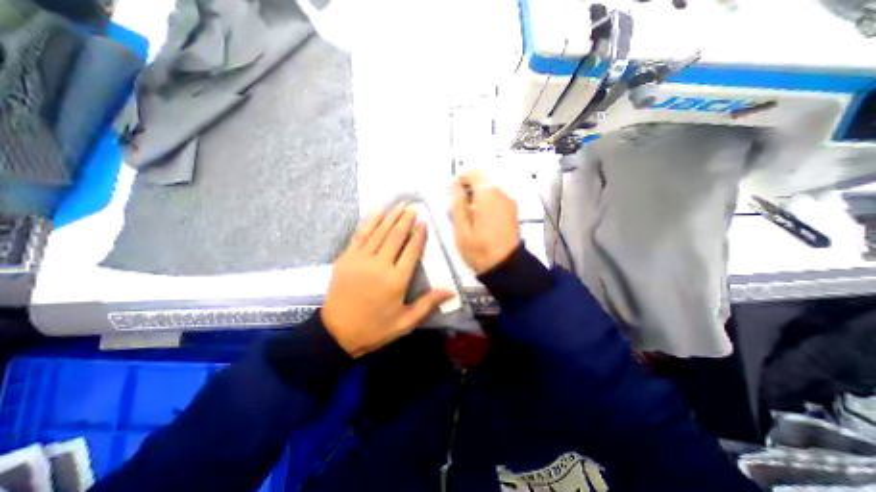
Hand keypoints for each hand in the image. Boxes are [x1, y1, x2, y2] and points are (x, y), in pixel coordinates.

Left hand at [322, 205, 451, 357]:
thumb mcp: (405, 322)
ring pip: (379, 232)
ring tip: (399, 205)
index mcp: (397, 280)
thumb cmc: (375, 328)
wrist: (337, 332)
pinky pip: (360, 234)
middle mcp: (380, 265)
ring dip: (391, 217)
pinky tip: (377, 211)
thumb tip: (451, 291)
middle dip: (406, 220)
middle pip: (396, 236)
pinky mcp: (346, 258)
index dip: (419, 234)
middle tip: (413, 207)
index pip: (411, 250)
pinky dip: (369, 221)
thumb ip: (428, 304)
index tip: (424, 221)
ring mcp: (361, 259)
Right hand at [451, 172, 519, 275]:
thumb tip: (455, 186)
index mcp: (487, 194)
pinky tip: (480, 216)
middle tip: (458, 204)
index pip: (473, 173)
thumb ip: (457, 204)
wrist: (506, 266)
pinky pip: (497, 197)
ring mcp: (509, 201)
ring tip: (468, 213)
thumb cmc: (479, 249)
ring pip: (490, 187)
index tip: (452, 193)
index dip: (460, 179)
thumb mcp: (461, 229)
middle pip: (483, 179)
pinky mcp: (512, 210)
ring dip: (477, 194)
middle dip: (468, 187)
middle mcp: (501, 192)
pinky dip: (486, 200)